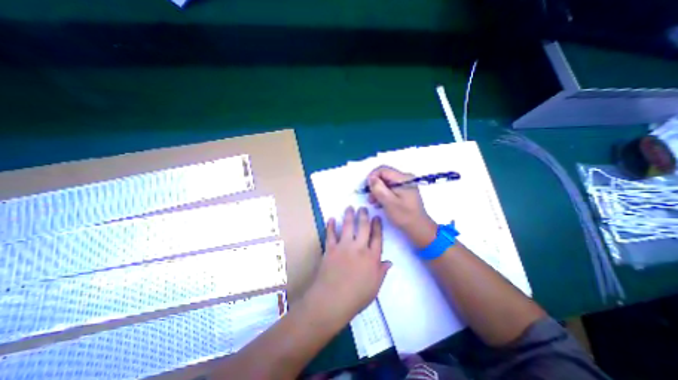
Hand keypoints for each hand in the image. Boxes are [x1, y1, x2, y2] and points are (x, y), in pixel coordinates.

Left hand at [307, 207, 392, 323]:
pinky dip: (330, 225)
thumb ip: (381, 272)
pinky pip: (330, 234)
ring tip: (350, 207)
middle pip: (363, 227)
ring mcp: (343, 246)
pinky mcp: (330, 248)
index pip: (377, 237)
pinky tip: (331, 218)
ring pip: (347, 226)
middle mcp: (359, 248)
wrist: (332, 300)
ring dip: (349, 215)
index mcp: (372, 257)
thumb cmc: (356, 297)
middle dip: (364, 215)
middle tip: (363, 208)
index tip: (376, 217)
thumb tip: (389, 262)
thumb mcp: (374, 287)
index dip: (377, 226)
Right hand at [369, 166, 436, 248]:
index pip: (383, 170)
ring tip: (374, 202)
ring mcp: (406, 184)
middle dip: (375, 185)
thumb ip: (378, 188)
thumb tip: (370, 178)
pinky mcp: (405, 190)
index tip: (366, 188)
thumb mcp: (388, 202)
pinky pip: (390, 187)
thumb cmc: (404, 215)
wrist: (418, 227)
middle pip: (384, 175)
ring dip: (378, 191)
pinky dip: (384, 194)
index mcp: (403, 178)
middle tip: (370, 198)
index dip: (372, 177)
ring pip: (386, 182)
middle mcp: (405, 178)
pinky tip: (381, 203)